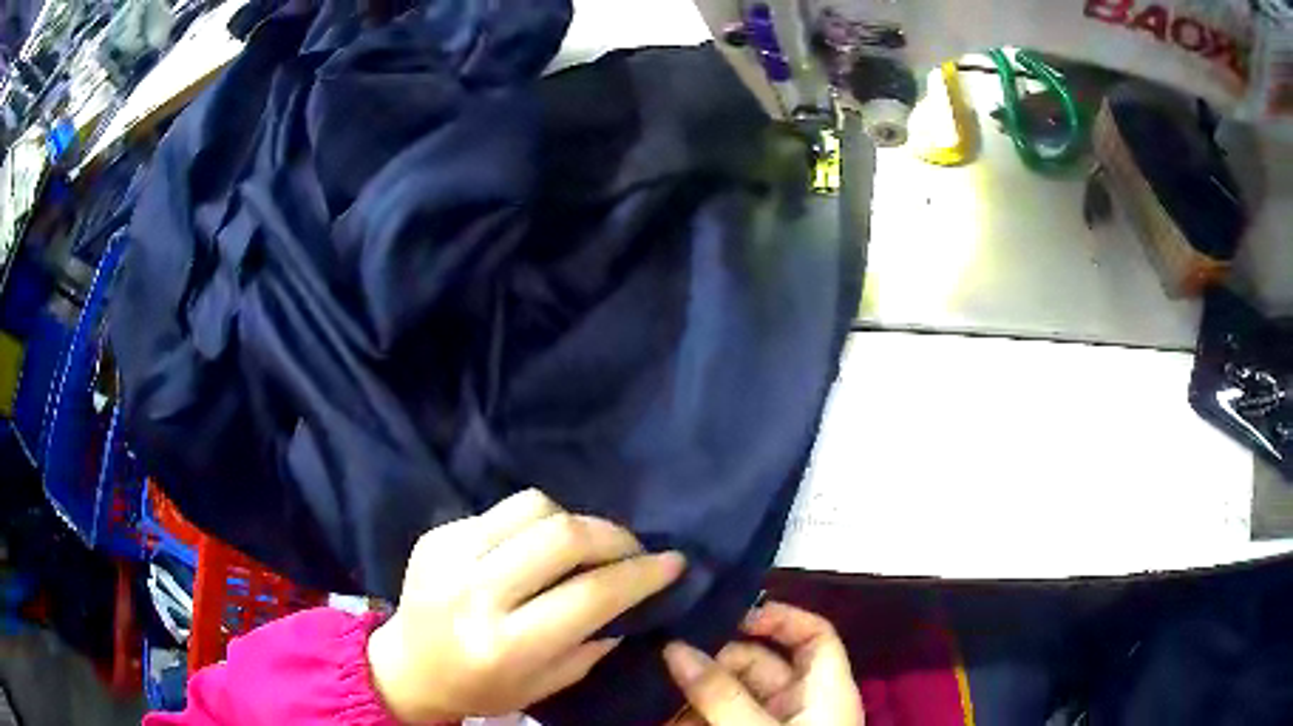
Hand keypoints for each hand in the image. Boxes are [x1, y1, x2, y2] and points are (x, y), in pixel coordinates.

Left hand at [366, 489, 686, 723]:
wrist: (407, 667)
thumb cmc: (481, 688)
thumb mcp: (546, 685)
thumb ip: (593, 641)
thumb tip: (634, 597)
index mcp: (506, 643)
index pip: (591, 594)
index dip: (642, 574)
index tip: (674, 563)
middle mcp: (476, 592)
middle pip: (564, 536)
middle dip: (615, 536)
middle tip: (634, 550)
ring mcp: (450, 554)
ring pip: (535, 507)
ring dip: (575, 522)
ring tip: (586, 546)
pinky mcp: (437, 533)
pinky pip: (503, 510)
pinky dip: (535, 523)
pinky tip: (537, 548)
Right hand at [663, 601, 863, 725]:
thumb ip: (721, 693)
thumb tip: (674, 646)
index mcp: (826, 688)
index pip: (814, 634)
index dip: (780, 616)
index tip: (729, 612)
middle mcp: (801, 701)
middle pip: (759, 662)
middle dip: (713, 658)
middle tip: (665, 652)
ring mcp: (772, 722)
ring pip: (731, 692)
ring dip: (695, 689)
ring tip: (654, 682)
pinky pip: (718, 717)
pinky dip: (691, 715)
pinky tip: (660, 713)